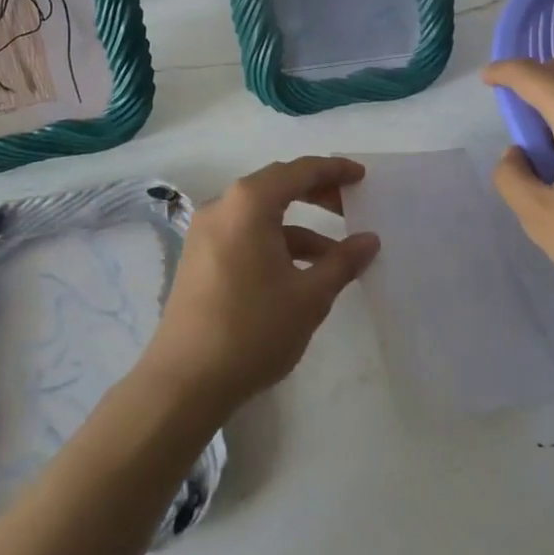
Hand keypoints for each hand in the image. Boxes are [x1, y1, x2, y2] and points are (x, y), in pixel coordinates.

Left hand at [140, 157, 377, 420]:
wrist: (184, 383)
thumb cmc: (252, 330)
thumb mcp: (309, 296)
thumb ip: (342, 262)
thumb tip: (369, 241)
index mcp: (248, 204)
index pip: (298, 171)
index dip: (333, 170)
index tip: (361, 177)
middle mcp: (222, 207)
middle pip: (277, 187)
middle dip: (317, 194)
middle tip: (351, 206)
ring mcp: (206, 233)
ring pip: (261, 215)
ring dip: (299, 227)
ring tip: (336, 255)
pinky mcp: (199, 259)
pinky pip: (245, 235)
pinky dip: (276, 244)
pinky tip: (301, 273)